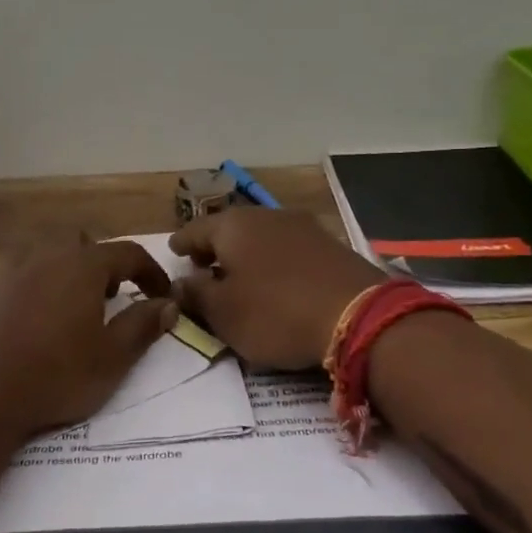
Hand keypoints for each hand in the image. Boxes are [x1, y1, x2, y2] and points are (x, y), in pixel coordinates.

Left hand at [0, 236, 178, 439]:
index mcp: (82, 265)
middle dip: (104, 267)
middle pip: (84, 247)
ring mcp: (8, 270)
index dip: (151, 272)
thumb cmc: (54, 375)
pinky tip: (31, 325)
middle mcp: (45, 256)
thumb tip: (168, 304)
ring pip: (48, 259)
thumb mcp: (111, 358)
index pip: (128, 253)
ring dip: (67, 276)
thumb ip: (142, 326)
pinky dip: (35, 291)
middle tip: (112, 299)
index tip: (162, 296)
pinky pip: (19, 278)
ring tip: (71, 312)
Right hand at [169, 209, 385, 368]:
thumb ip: (196, 295)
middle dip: (214, 247)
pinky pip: (287, 248)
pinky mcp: (330, 244)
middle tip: (204, 267)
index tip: (173, 253)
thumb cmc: (276, 313)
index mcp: (233, 226)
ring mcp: (302, 226)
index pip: (194, 230)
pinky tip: (276, 280)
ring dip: (246, 254)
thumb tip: (179, 283)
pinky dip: (273, 261)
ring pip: (261, 236)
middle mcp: (266, 216)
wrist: (359, 316)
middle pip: (229, 229)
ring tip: (240, 276)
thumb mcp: (224, 313)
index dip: (181, 244)